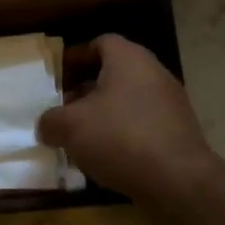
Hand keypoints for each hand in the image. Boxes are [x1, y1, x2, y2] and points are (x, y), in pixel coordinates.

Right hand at [37, 35, 222, 207]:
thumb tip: (46, 125)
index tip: (57, 77)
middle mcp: (154, 74)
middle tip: (64, 110)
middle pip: (114, 74)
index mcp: (129, 60)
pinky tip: (105, 158)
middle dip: (86, 91)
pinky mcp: (178, 133)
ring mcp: (170, 104)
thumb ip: (51, 121)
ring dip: (103, 116)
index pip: (101, 43)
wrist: (178, 181)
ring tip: (80, 139)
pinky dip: (122, 136)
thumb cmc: (120, 138)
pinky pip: (142, 126)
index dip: (76, 57)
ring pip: (127, 102)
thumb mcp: (70, 127)